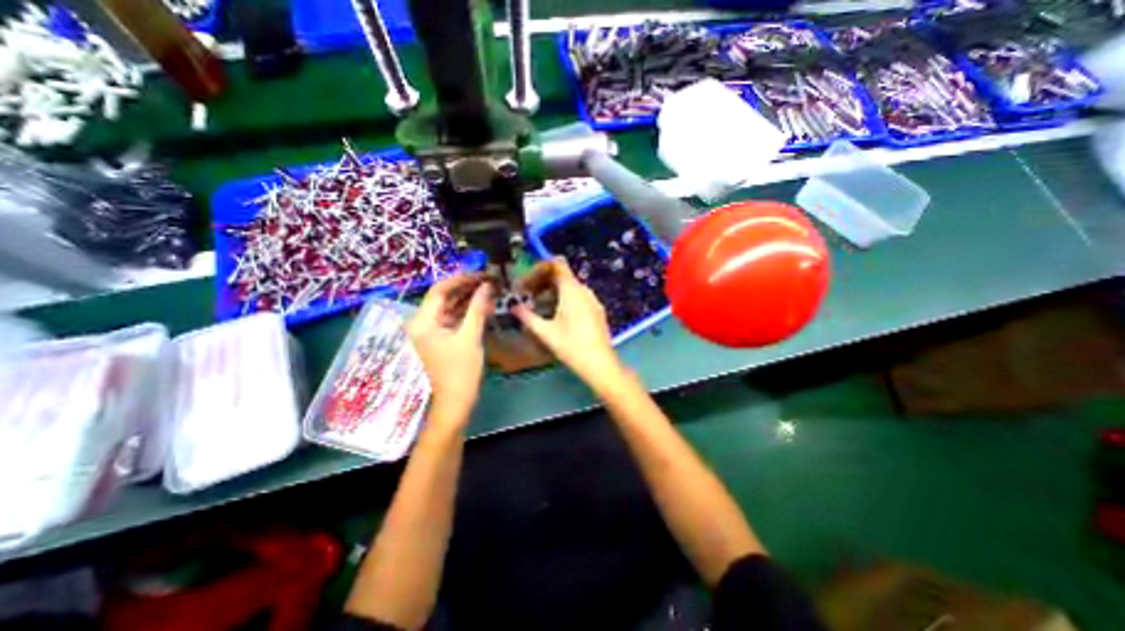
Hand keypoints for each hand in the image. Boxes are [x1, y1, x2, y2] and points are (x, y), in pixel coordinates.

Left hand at [404, 272, 492, 420]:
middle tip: (489, 280)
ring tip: (490, 289)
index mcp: (423, 322)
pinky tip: (484, 304)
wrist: (456, 401)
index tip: (481, 273)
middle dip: (467, 287)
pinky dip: (469, 311)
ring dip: (469, 298)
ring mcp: (432, 330)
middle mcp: (423, 323)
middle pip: (444, 297)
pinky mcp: (442, 337)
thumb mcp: (470, 337)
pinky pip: (455, 318)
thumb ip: (477, 309)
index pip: (439, 290)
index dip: (460, 279)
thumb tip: (487, 285)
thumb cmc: (460, 370)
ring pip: (451, 307)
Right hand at [511, 256, 624, 384]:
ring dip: (552, 291)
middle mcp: (584, 290)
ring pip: (570, 287)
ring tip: (538, 306)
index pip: (557, 264)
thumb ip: (527, 316)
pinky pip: (578, 297)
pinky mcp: (597, 310)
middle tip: (527, 294)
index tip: (527, 279)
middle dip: (542, 282)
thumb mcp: (546, 332)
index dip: (541, 266)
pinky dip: (564, 299)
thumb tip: (513, 306)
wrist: (600, 364)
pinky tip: (556, 315)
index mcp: (572, 290)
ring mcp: (593, 300)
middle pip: (562, 276)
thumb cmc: (571, 346)